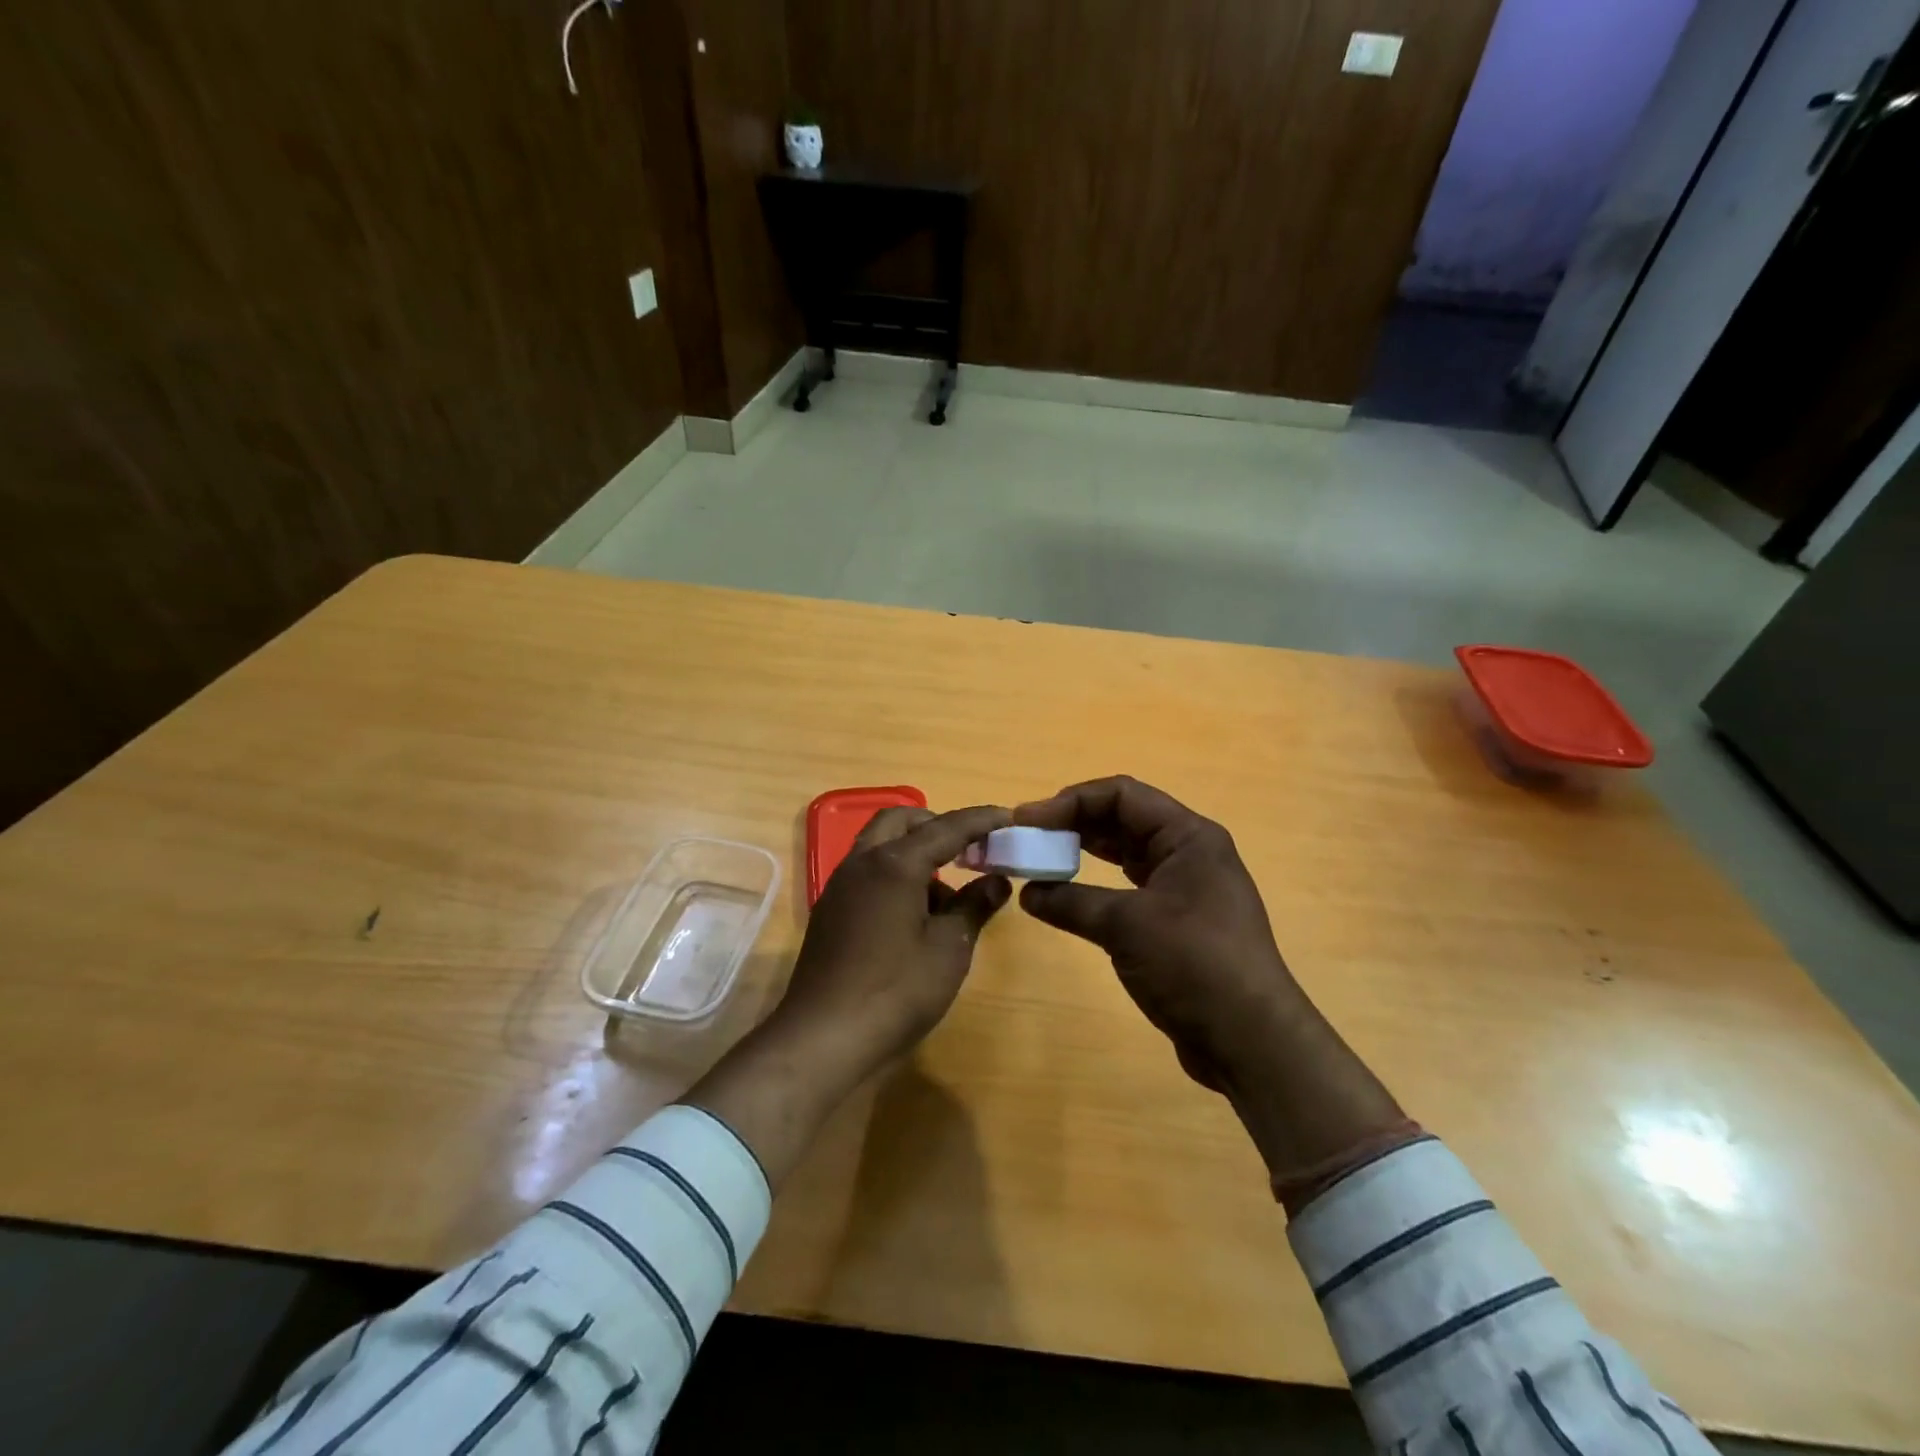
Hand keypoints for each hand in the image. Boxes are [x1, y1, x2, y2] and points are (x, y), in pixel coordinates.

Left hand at [776, 804, 1012, 1076]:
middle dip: (937, 825)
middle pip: (901, 821)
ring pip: (880, 846)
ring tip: (947, 897)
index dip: (980, 820)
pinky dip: (895, 875)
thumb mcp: (949, 949)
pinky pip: (868, 874)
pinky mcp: (831, 912)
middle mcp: (862, 863)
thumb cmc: (896, 991)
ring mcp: (840, 887)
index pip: (946, 827)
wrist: (823, 1039)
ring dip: (914, 852)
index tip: (1008, 816)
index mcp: (894, 863)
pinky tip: (915, 917)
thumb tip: (996, 881)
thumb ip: (974, 906)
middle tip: (968, 849)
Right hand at [1013, 776, 1294, 1094]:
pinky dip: (1096, 887)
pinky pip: (1129, 888)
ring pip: (1125, 854)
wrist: (1251, 1041)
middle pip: (1123, 820)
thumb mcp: (1126, 926)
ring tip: (1040, 860)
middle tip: (1028, 839)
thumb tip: (1028, 893)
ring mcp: (1185, 888)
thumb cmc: (1194, 964)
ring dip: (1083, 853)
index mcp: (1189, 837)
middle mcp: (1189, 853)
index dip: (1071, 801)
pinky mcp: (1177, 922)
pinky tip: (1067, 896)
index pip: (1122, 795)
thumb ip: (1071, 902)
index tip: (1027, 820)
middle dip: (1073, 824)